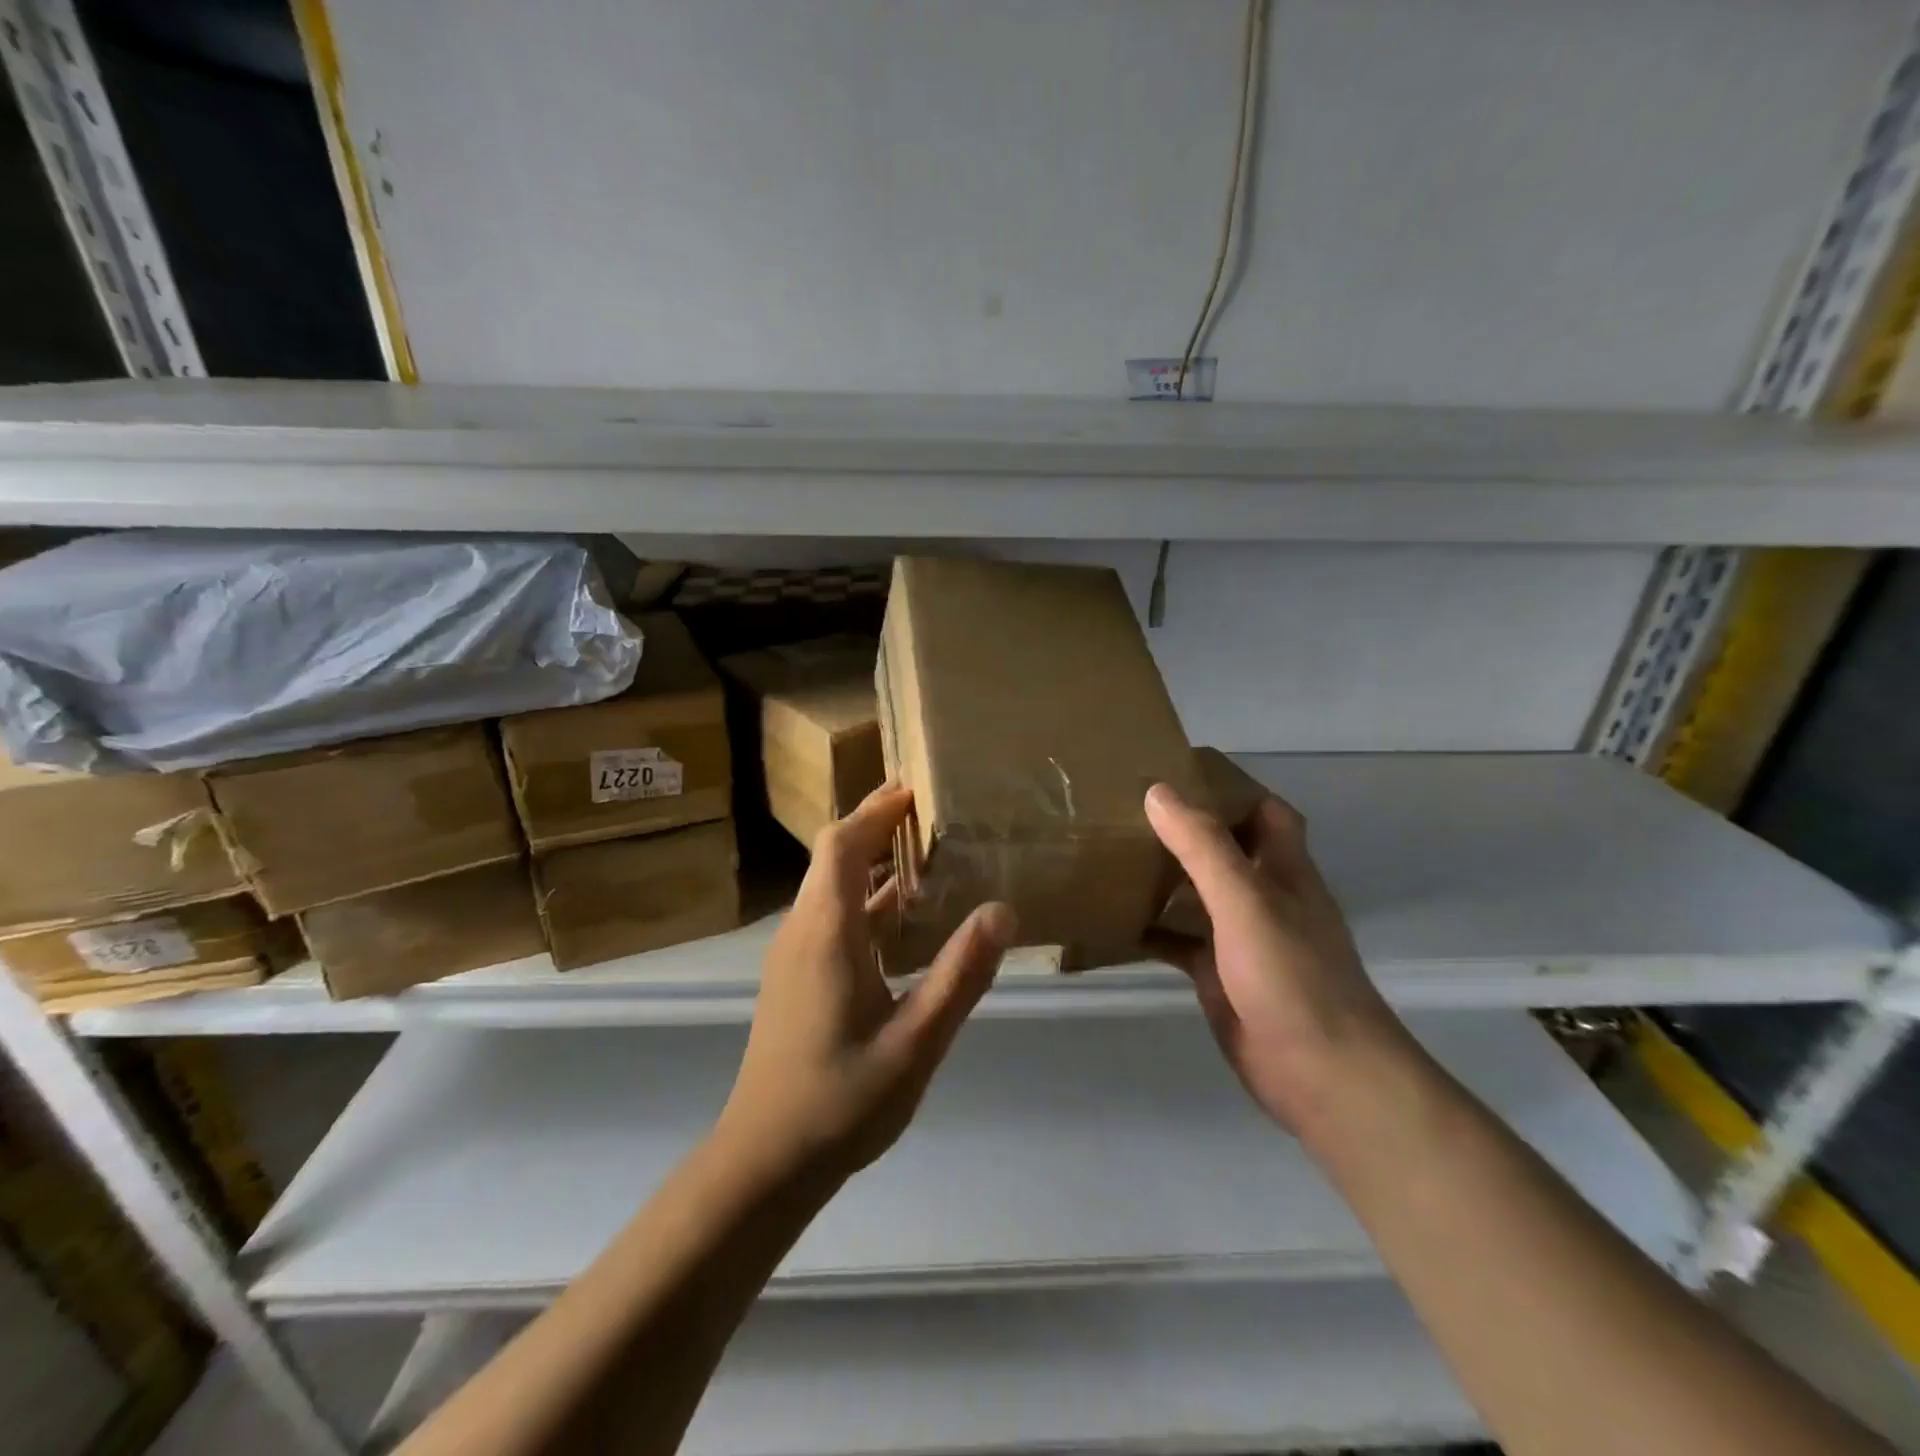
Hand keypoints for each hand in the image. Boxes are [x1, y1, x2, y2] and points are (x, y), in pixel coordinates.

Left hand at [719, 783, 1015, 1185]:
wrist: (764, 1161)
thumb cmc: (840, 1101)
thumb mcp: (916, 1041)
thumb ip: (960, 975)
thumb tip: (1001, 910)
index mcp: (825, 932)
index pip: (842, 844)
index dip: (876, 810)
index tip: (915, 788)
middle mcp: (801, 930)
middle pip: (833, 857)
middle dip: (876, 827)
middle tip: (929, 813)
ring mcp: (792, 955)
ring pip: (830, 888)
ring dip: (870, 863)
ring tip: (923, 855)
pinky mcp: (794, 977)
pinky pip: (829, 917)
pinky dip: (864, 900)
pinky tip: (900, 921)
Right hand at [1144, 782, 1417, 1136]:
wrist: (1322, 1075)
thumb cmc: (1292, 977)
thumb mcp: (1246, 902)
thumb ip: (1204, 846)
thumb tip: (1158, 791)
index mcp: (1282, 869)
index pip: (1263, 811)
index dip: (1228, 787)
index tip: (1175, 771)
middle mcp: (1264, 896)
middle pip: (1223, 848)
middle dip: (1183, 828)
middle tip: (1126, 808)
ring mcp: (1241, 938)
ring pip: (1198, 893)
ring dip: (1164, 875)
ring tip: (1111, 853)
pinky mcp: (1219, 975)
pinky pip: (1179, 940)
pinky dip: (1152, 928)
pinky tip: (1114, 921)